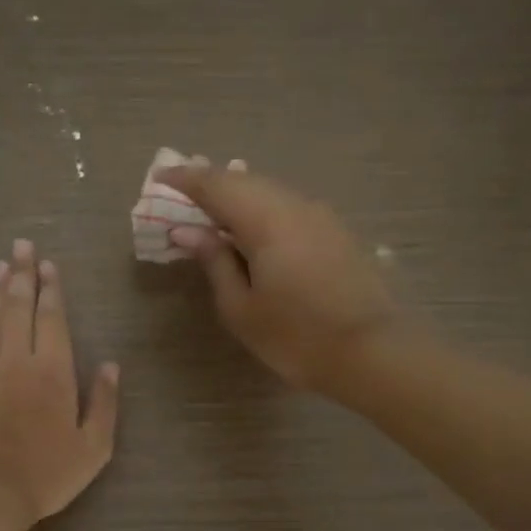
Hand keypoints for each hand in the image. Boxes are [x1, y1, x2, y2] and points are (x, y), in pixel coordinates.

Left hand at [0, 239, 120, 527]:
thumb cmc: (47, 474)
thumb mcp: (93, 447)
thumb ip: (104, 402)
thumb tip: (111, 365)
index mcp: (51, 371)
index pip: (50, 317)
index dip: (49, 288)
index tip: (47, 264)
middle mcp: (15, 361)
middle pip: (16, 308)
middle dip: (20, 275)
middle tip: (19, 246)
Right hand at [159, 162, 398, 392]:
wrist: (372, 352)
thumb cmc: (295, 337)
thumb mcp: (241, 308)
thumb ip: (214, 262)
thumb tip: (189, 231)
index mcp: (266, 220)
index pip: (216, 185)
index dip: (185, 180)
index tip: (159, 178)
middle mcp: (294, 206)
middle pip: (245, 181)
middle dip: (210, 183)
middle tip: (182, 190)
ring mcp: (320, 216)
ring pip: (269, 191)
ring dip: (237, 194)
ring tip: (212, 207)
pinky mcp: (335, 232)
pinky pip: (288, 206)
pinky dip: (261, 208)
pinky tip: (252, 226)